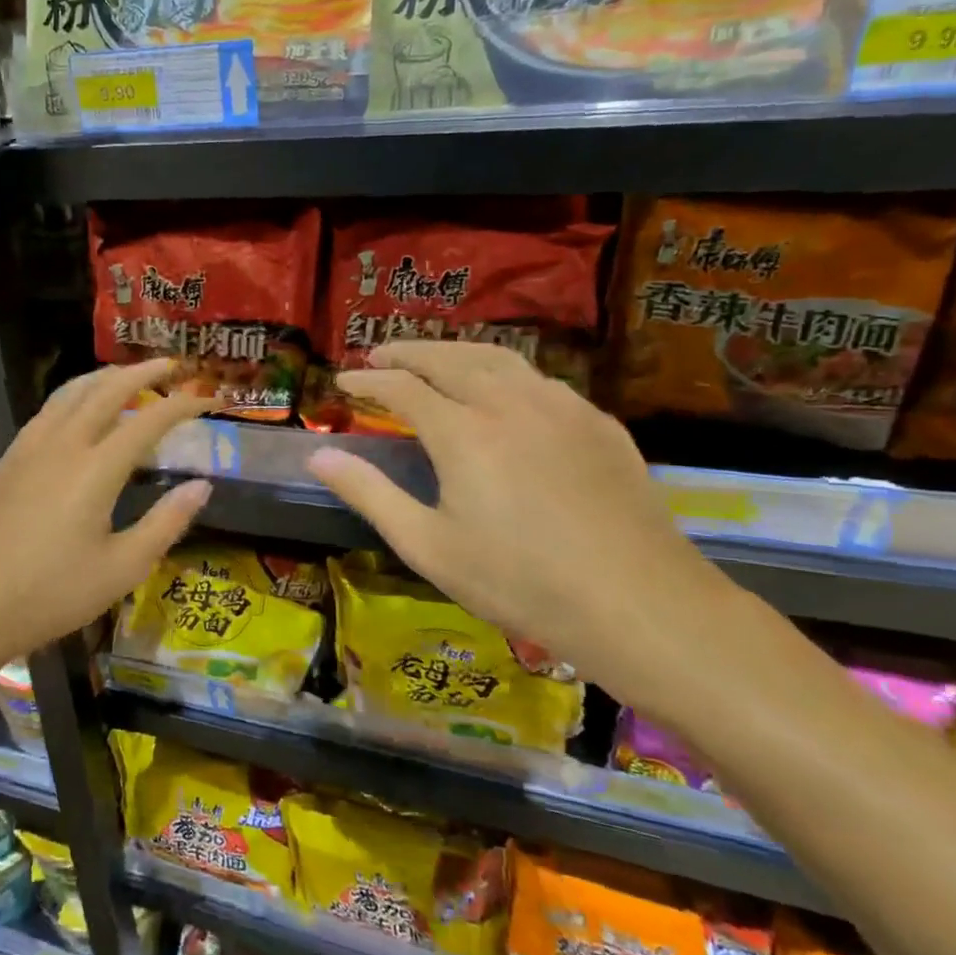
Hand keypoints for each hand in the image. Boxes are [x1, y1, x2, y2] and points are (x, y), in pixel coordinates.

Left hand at [0, 359, 213, 667]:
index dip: (182, 405)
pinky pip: (48, 409)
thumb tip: (202, 486)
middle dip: (143, 372)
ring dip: (105, 377)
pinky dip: (75, 393)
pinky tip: (78, 407)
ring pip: (71, 392)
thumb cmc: (51, 594)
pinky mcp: (9, 458)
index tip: (209, 397)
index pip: (148, 420)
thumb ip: (166, 522)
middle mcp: (63, 444)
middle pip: (107, 390)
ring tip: (128, 374)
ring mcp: (30, 447)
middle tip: (172, 365)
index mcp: (96, 469)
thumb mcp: (122, 568)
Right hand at [305, 341, 738, 710]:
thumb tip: (317, 455)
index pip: (401, 387)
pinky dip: (504, 371)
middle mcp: (510, 402)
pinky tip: (503, 391)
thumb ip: (368, 493)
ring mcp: (562, 407)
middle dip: (408, 352)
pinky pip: (540, 379)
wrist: (638, 603)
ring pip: (499, 358)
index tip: (342, 380)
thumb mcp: (427, 545)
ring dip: (456, 352)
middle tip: (380, 355)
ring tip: (434, 359)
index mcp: (464, 432)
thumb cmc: (519, 581)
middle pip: (449, 358)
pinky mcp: (598, 423)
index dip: (367, 380)